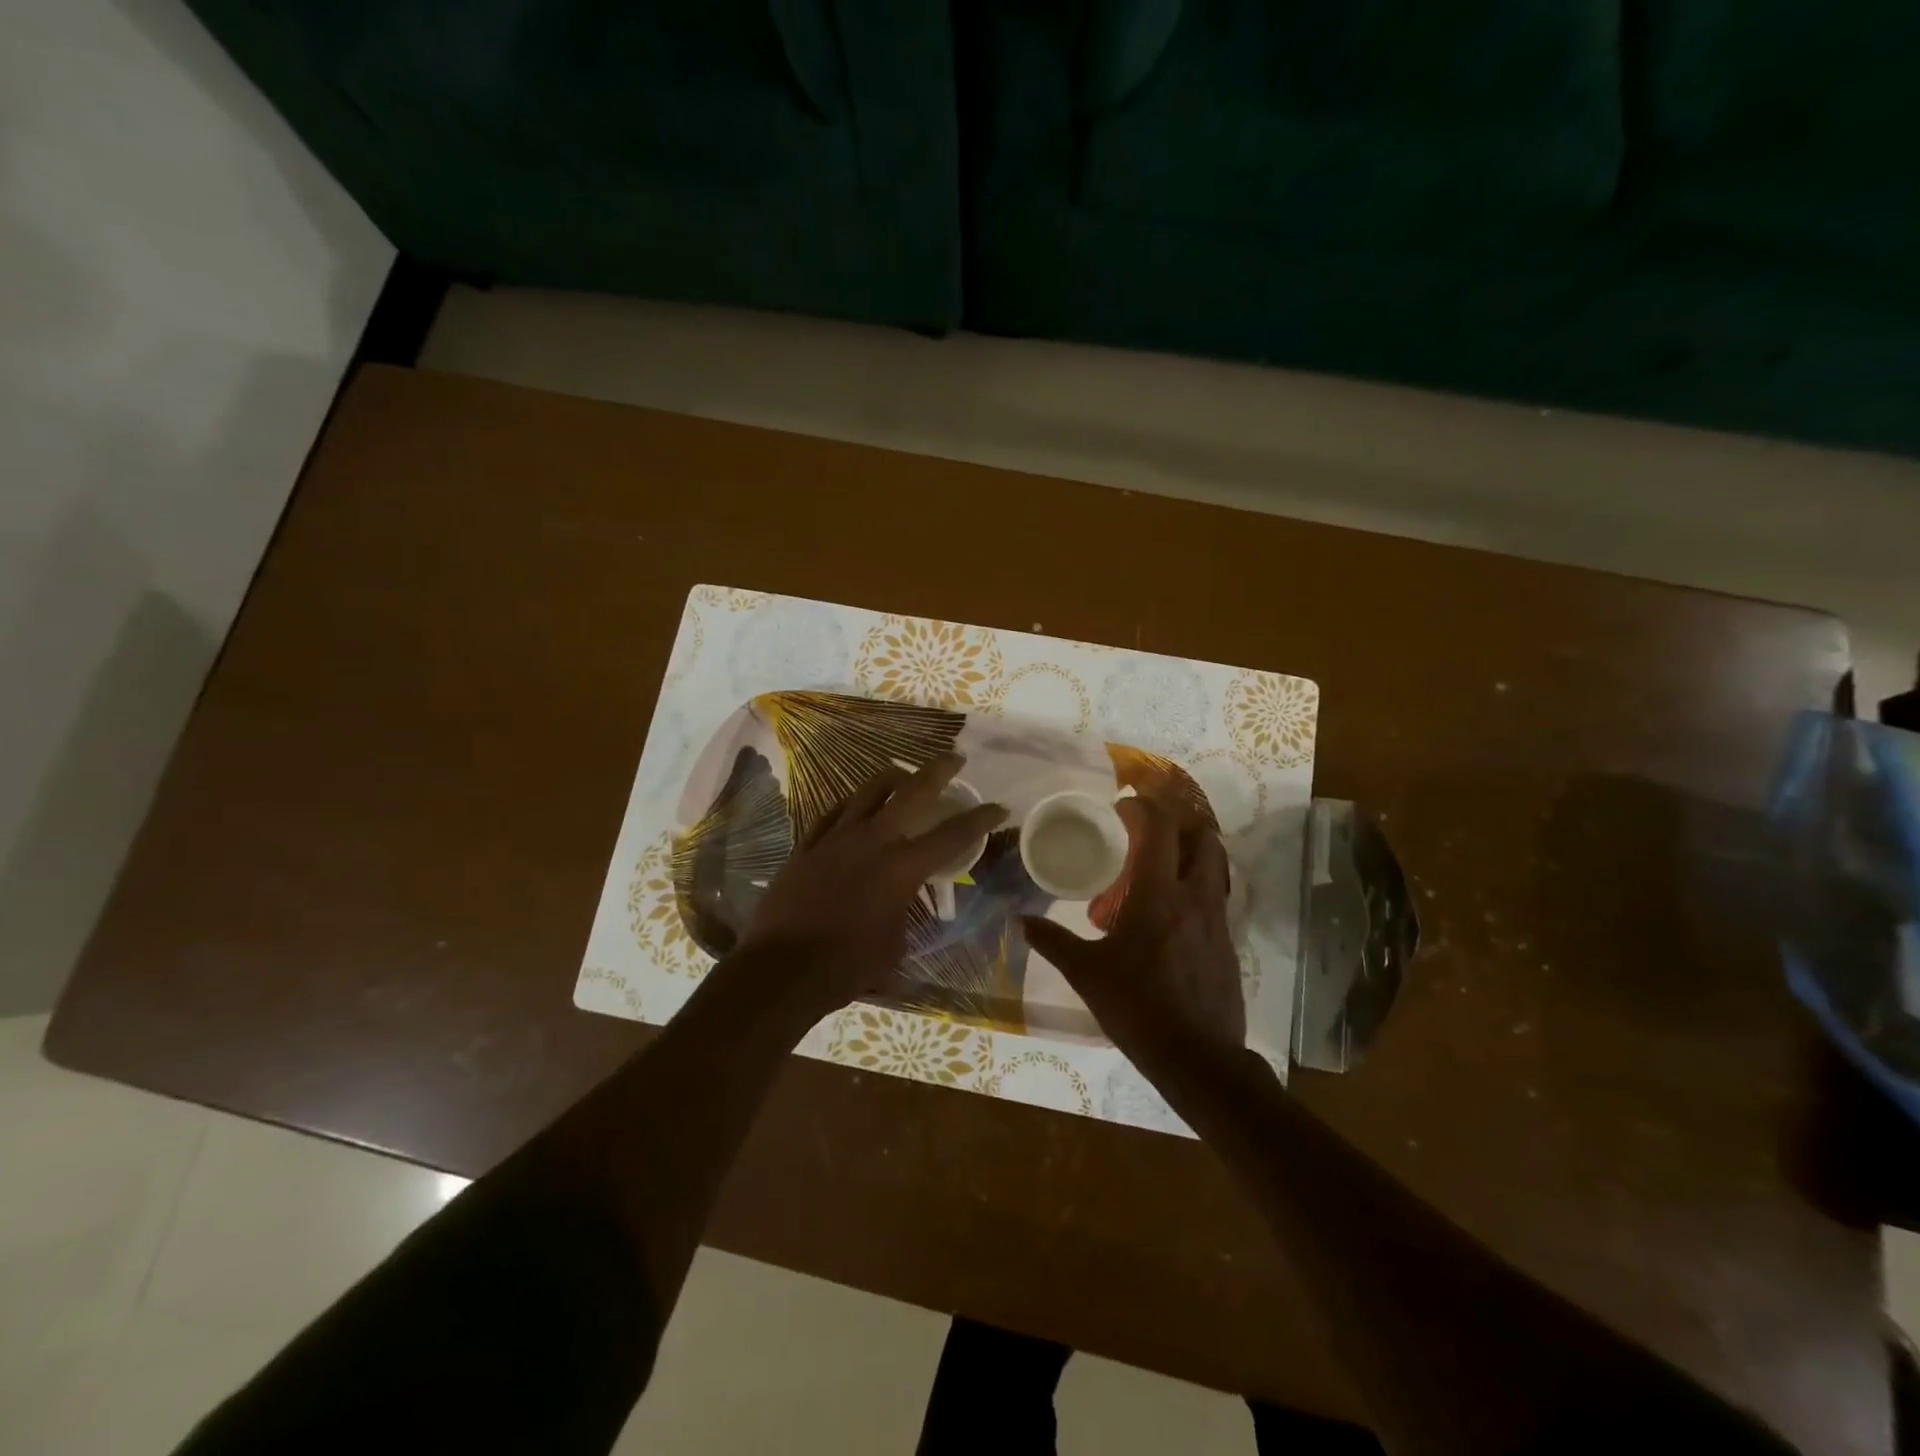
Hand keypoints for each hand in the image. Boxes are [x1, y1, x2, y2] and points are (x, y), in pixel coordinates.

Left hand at [733, 753, 1006, 1020]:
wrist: (781, 970)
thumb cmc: (846, 966)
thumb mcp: (894, 943)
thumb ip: (903, 912)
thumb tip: (900, 902)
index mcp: (901, 868)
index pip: (951, 835)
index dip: (980, 819)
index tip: (999, 807)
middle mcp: (872, 841)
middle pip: (912, 792)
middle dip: (938, 771)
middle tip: (954, 759)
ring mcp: (835, 838)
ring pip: (868, 791)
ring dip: (892, 777)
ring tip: (903, 772)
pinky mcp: (807, 846)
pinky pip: (833, 812)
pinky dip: (851, 804)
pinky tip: (856, 802)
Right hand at [1022, 796, 1244, 1078]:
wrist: (1198, 1059)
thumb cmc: (1137, 1008)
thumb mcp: (1087, 974)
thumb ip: (1053, 942)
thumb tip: (1019, 922)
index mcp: (1159, 895)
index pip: (1160, 829)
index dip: (1143, 808)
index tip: (1123, 807)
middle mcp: (1195, 898)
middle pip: (1203, 838)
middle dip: (1178, 825)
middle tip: (1147, 834)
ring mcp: (1217, 921)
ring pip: (1214, 867)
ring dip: (1191, 855)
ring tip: (1159, 868)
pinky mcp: (1228, 943)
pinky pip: (1215, 898)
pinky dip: (1196, 888)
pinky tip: (1170, 914)